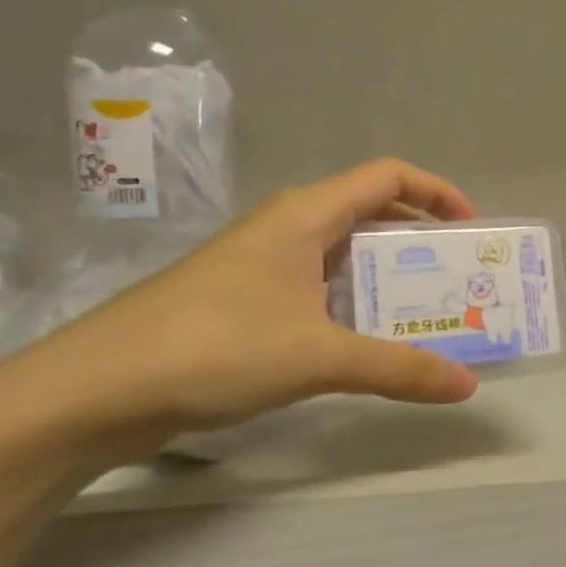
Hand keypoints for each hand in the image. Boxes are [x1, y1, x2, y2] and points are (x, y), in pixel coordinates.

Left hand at [37, 159, 481, 434]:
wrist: (95, 390)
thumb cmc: (214, 347)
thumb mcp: (318, 356)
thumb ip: (398, 369)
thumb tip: (466, 387)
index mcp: (305, 214)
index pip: (387, 176)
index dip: (436, 191)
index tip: (470, 230)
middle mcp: (285, 227)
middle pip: (369, 213)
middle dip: (419, 241)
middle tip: (458, 280)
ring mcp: (260, 265)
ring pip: (341, 255)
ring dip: (386, 277)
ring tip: (425, 314)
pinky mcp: (242, 302)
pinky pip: (315, 287)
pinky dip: (351, 304)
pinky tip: (363, 343)